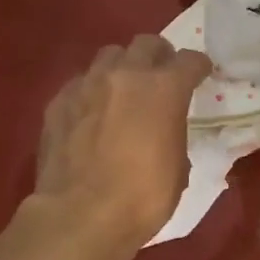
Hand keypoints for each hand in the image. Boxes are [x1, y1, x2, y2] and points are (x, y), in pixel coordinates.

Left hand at [35, 35, 211, 259]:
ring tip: (122, 91)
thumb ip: (174, 134)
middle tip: (160, 77)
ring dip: (122, 68)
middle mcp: (126, 75)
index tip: (200, 76)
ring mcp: (87, 84)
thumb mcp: (178, 167)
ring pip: (109, 55)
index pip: (190, 60)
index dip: (198, 67)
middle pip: (147, 43)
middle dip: (158, 56)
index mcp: (164, 89)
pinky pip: (80, 82)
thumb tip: (165, 131)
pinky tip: (91, 114)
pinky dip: (91, 91)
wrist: (80, 216)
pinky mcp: (58, 101)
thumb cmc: (142, 198)